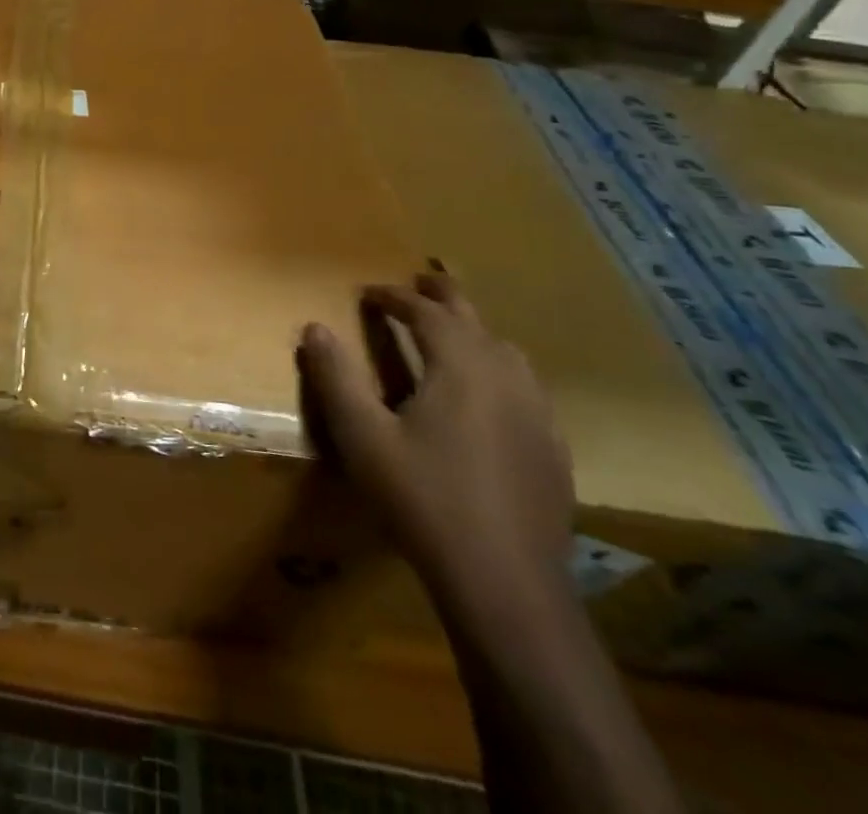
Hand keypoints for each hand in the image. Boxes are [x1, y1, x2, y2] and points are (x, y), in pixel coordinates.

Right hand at [296, 273, 573, 604]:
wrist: (505, 584)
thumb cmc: (423, 499)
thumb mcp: (362, 437)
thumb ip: (335, 377)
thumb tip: (314, 327)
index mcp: (460, 366)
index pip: (426, 311)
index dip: (395, 296)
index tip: (368, 292)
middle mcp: (505, 377)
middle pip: (474, 318)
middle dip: (442, 295)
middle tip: (418, 283)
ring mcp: (537, 414)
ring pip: (506, 350)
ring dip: (473, 331)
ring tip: (449, 335)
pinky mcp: (552, 449)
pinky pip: (524, 387)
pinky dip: (496, 370)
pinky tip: (484, 399)